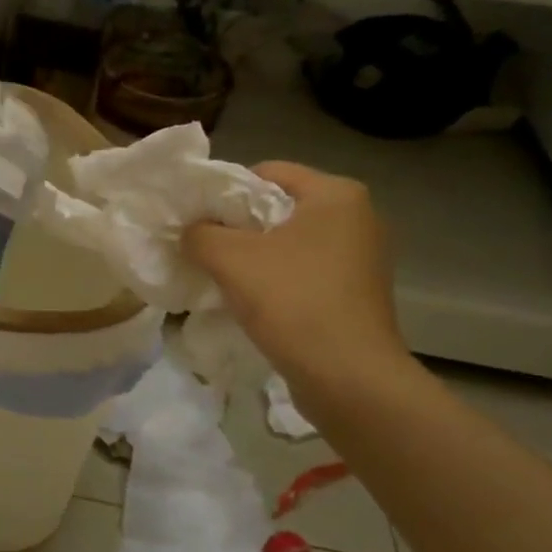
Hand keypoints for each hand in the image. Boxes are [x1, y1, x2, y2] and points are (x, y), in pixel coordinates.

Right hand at [183, 162, 407, 388]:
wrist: (350, 379)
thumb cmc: (293, 302)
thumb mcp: (230, 259)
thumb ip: (199, 233)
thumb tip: (190, 231)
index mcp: (336, 194)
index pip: (266, 172)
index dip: (224, 191)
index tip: (196, 218)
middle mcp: (357, 217)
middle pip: (277, 207)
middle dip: (237, 226)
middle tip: (203, 247)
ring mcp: (361, 257)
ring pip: (288, 242)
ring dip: (253, 255)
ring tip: (221, 275)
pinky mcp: (357, 292)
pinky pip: (303, 270)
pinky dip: (275, 278)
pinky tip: (251, 300)